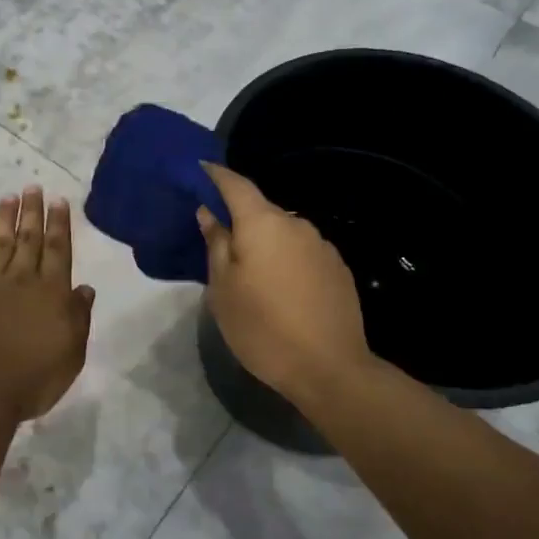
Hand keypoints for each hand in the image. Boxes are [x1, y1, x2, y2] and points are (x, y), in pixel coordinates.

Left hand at [0, 187, 96, 423]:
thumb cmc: (35, 377)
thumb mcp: (72, 352)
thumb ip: (79, 317)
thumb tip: (85, 288)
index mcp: (52, 292)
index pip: (58, 250)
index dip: (60, 224)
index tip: (59, 200)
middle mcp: (22, 280)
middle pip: (29, 240)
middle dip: (33, 212)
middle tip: (32, 186)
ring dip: (4, 219)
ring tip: (8, 196)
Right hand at [198, 163, 372, 404]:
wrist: (330, 369)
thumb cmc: (263, 328)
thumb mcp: (223, 289)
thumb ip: (216, 244)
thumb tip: (209, 213)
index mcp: (263, 224)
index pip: (236, 184)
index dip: (216, 175)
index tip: (200, 169)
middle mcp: (296, 224)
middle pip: (261, 210)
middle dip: (239, 219)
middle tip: (218, 241)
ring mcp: (322, 246)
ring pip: (283, 233)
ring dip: (265, 243)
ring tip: (250, 273)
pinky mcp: (339, 269)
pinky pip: (302, 253)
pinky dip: (286, 260)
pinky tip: (281, 289)